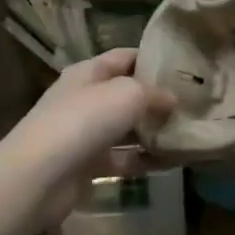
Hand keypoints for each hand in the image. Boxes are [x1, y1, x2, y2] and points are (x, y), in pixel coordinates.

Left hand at [0, 49, 175, 230]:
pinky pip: (124, 159)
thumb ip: (154, 93)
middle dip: (159, 99)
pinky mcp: (88, 165)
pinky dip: (145, 160)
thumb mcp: (128, 94)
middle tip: (195, 104)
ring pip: (128, 129)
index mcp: (89, 73)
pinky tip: (172, 163)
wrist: (39, 176)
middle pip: (128, 94)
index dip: (153, 58)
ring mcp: (86, 134)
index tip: (186, 66)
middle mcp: (86, 99)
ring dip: (154, 132)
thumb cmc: (84, 121)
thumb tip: (172, 99)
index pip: (125, 57)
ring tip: (189, 134)